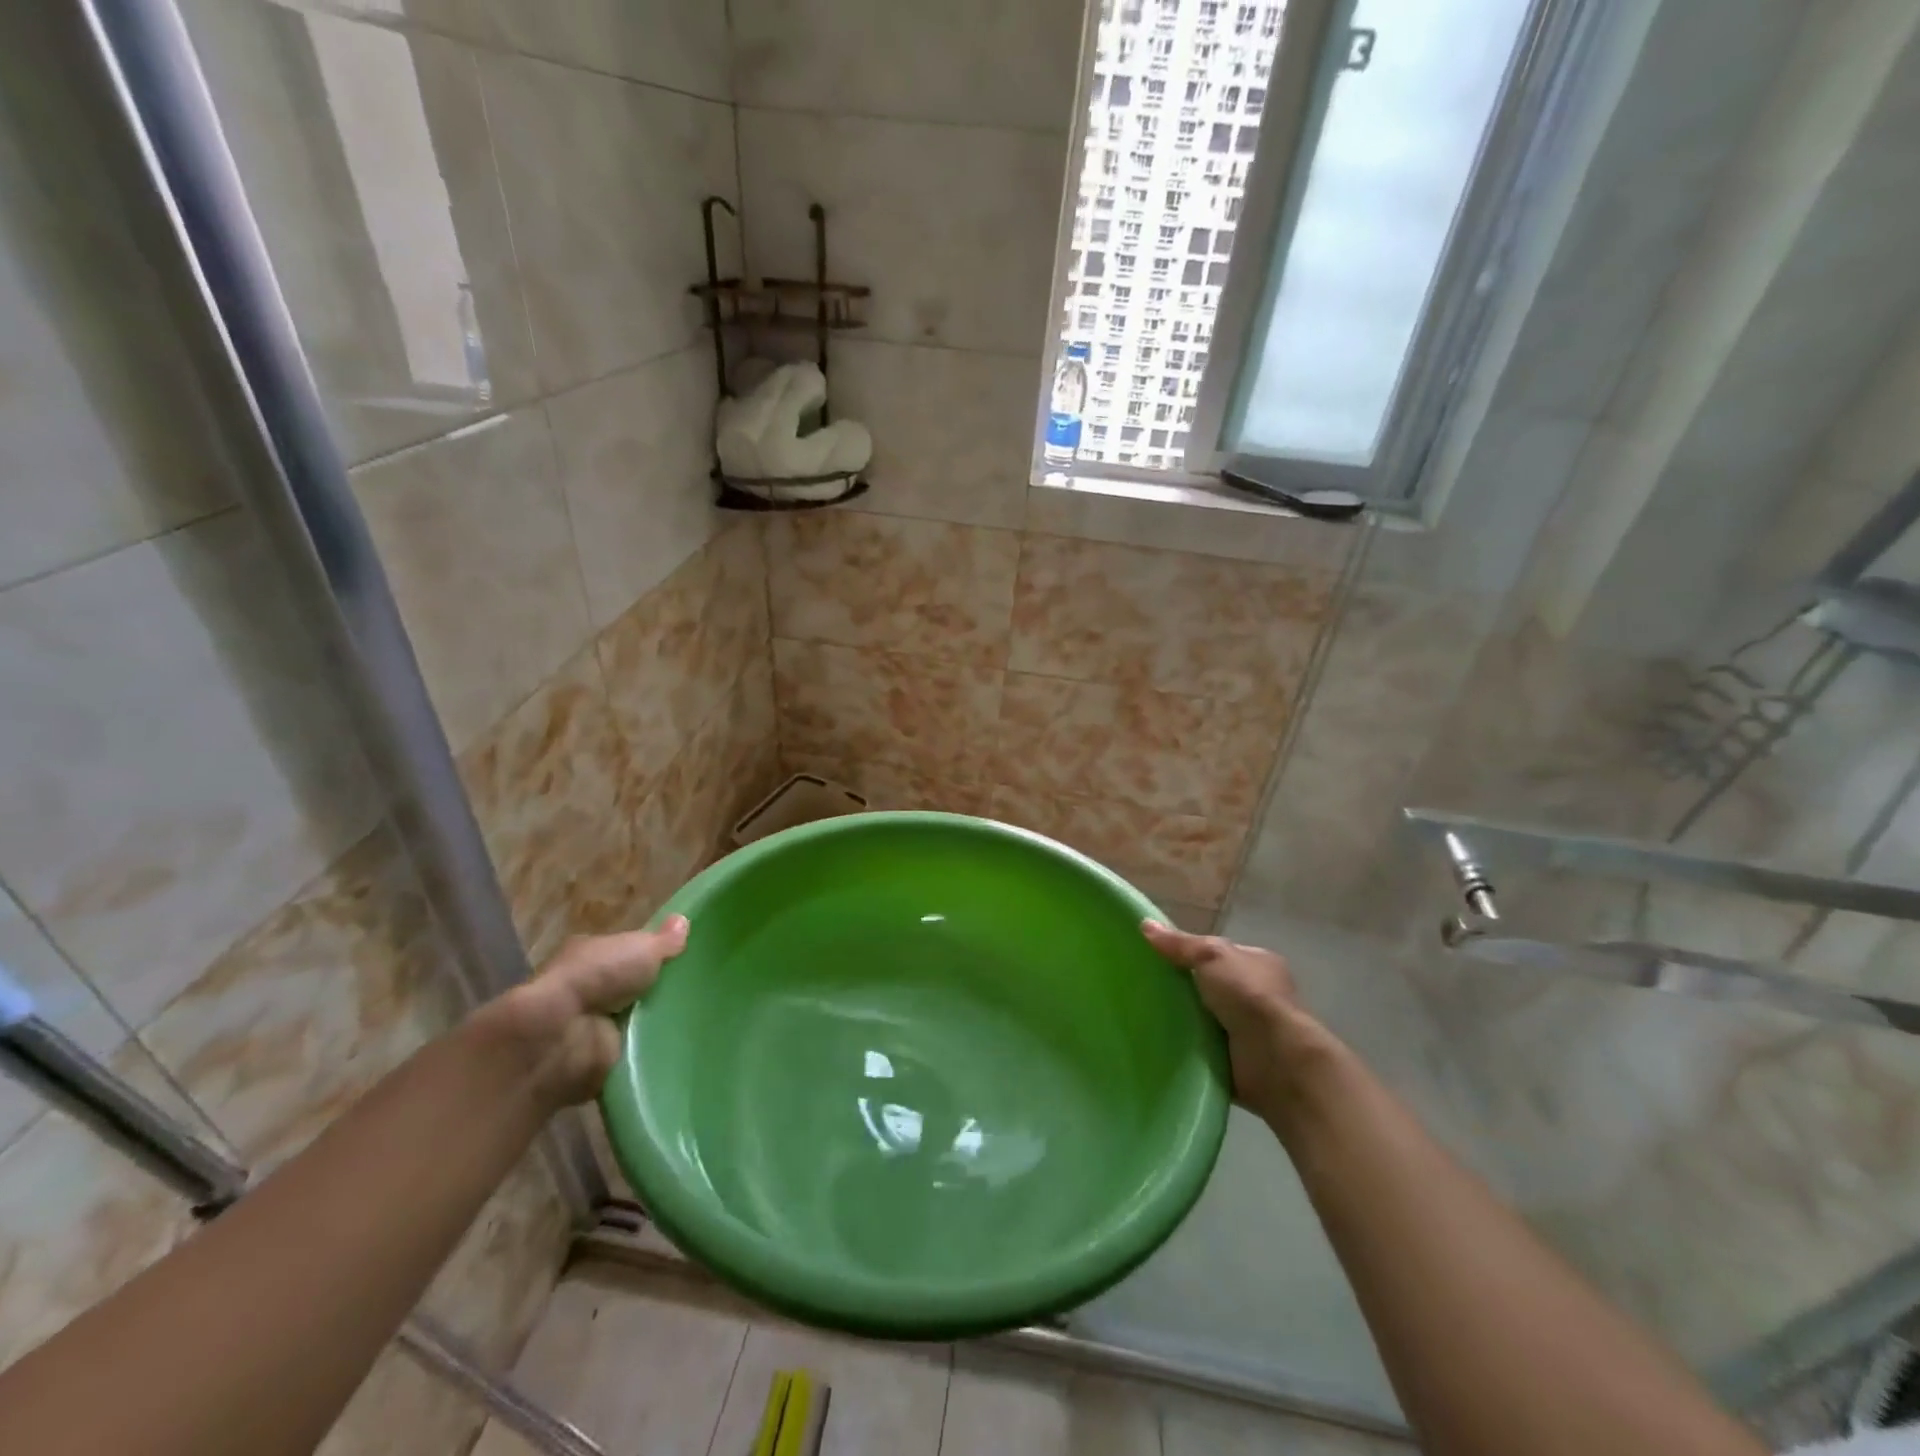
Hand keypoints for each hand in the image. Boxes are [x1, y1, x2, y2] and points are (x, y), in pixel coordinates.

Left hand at [478, 918, 688, 1108]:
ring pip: (636, 1018)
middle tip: (702, 991)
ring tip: (700, 1019)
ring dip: (658, 1021)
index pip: (629, 950)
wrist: (560, 1036)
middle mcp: (588, 987)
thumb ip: (664, 940)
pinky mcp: (597, 1057)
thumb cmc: (598, 976)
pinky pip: (634, 1050)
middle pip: (634, 986)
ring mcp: (590, 1024)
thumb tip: (684, 921)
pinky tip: (679, 1045)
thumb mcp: (641, 947)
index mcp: (591, 953)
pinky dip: (650, 1050)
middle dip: (660, 989)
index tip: (687, 959)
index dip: (655, 954)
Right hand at [1142, 920, 1333, 1116]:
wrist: (1275, 1058)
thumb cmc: (1248, 995)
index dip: (1191, 953)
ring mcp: (1250, 1029)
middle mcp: (1257, 994)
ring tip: (1145, 1014)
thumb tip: (1145, 924)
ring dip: (1183, 1019)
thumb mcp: (1211, 955)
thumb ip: (1180, 943)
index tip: (1159, 958)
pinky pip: (1204, 1047)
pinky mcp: (1238, 1059)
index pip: (1219, 954)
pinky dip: (1187, 1046)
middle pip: (1210, 986)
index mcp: (1258, 963)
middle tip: (1146, 987)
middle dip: (1184, 988)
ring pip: (1205, 1017)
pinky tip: (1160, 1041)